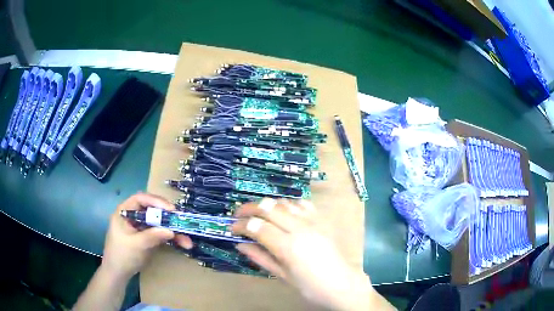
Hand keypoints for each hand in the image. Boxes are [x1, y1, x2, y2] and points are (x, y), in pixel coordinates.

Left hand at [101, 193, 192, 280]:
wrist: (118, 273)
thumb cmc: (122, 255)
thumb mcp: (136, 245)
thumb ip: (152, 236)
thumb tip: (172, 231)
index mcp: (125, 211)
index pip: (141, 199)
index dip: (156, 201)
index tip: (171, 209)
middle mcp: (134, 216)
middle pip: (153, 210)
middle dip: (169, 218)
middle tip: (182, 223)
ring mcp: (141, 227)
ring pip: (159, 223)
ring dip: (174, 231)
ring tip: (187, 241)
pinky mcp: (147, 236)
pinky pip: (161, 233)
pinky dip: (171, 238)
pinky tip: (182, 244)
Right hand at [232, 198, 392, 310]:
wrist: (341, 284)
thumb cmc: (310, 286)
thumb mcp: (282, 276)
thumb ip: (260, 257)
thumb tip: (240, 244)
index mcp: (288, 247)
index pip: (257, 227)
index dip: (240, 225)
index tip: (232, 228)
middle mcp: (300, 229)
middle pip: (268, 208)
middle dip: (249, 208)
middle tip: (238, 214)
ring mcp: (313, 222)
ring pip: (283, 202)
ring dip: (267, 205)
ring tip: (258, 214)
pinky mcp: (322, 220)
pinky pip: (301, 204)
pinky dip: (287, 204)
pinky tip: (283, 212)